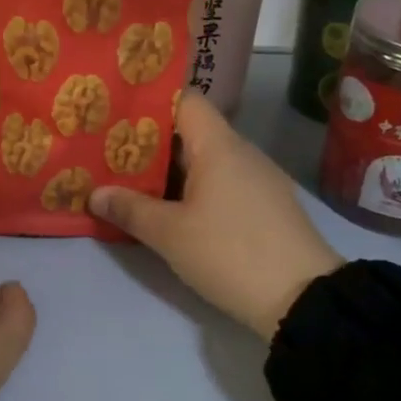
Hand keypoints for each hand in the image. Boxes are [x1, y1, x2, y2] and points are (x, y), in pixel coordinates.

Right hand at [90, 93, 341, 341]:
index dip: (150, 101)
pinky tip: (173, 209)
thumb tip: (95, 193)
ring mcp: (259, 179)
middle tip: (111, 151)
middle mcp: (242, 152)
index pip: (185, 100)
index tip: (117, 113)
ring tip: (132, 180)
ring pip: (207, 159)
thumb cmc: (230, 253)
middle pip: (192, 130)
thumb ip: (130, 209)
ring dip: (172, 169)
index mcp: (219, 145)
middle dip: (151, 141)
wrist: (304, 300)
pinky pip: (223, 182)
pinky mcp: (267, 206)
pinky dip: (195, 188)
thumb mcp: (170, 234)